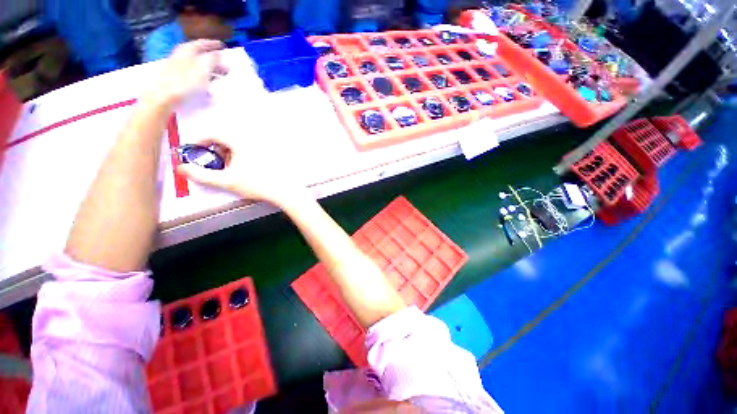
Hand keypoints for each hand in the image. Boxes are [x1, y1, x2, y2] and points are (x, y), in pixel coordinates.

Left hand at [145, 40, 226, 107]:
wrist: (164, 97)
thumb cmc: (184, 81)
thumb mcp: (202, 68)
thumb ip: (212, 59)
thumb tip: (218, 54)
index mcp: (186, 51)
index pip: (201, 43)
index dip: (212, 44)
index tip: (223, 46)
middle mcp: (181, 57)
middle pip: (198, 55)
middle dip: (212, 58)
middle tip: (224, 63)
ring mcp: (178, 69)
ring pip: (197, 66)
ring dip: (209, 69)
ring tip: (219, 75)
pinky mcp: (177, 81)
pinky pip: (194, 76)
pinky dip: (203, 78)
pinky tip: (208, 84)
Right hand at [177, 136, 311, 209]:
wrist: (285, 191)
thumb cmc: (257, 185)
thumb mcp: (226, 181)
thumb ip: (201, 175)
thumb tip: (181, 169)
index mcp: (240, 141)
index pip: (212, 132)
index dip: (198, 141)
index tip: (192, 152)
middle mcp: (252, 139)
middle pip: (225, 136)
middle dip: (214, 148)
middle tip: (212, 162)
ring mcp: (263, 145)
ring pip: (237, 143)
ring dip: (228, 152)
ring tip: (229, 168)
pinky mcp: (271, 152)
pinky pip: (249, 148)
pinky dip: (241, 155)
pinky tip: (244, 168)